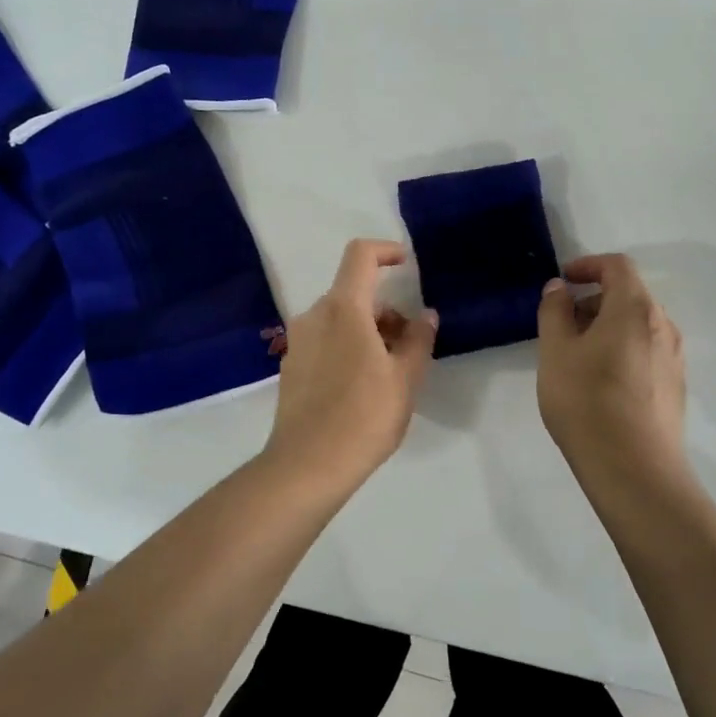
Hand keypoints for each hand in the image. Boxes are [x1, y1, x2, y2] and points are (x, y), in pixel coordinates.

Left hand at [262, 239, 437, 501]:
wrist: (307, 465)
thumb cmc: (364, 416)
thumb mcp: (405, 378)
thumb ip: (418, 339)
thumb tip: (424, 315)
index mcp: (343, 309)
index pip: (360, 255)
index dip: (386, 251)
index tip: (407, 265)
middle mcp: (314, 316)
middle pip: (353, 292)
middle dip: (385, 309)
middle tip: (409, 343)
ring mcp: (298, 342)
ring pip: (339, 318)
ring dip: (367, 330)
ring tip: (390, 370)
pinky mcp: (291, 366)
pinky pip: (324, 340)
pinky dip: (347, 346)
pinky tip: (362, 385)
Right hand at [536, 254, 688, 489]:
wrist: (635, 470)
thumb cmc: (587, 402)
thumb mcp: (556, 352)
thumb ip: (554, 312)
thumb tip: (560, 288)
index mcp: (635, 308)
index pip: (617, 266)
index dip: (589, 265)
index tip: (564, 281)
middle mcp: (663, 325)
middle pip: (629, 295)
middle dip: (594, 300)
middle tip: (562, 324)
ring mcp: (674, 357)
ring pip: (638, 325)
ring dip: (607, 326)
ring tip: (577, 356)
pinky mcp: (675, 386)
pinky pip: (647, 351)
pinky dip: (622, 349)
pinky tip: (601, 382)